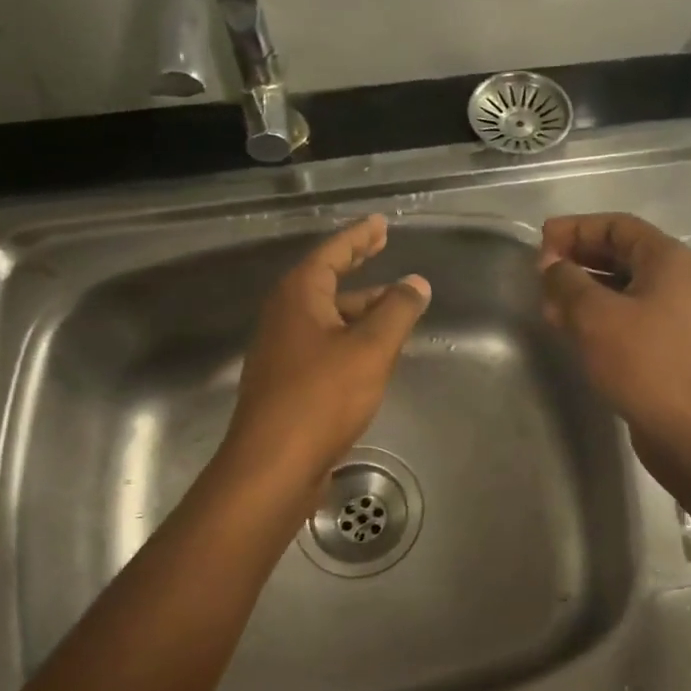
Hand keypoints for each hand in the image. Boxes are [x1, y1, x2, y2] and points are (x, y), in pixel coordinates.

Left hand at [224, 215, 430, 480]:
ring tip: (395, 308)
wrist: (274, 465)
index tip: (380, 224)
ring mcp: (283, 352)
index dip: (358, 237)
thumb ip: (397, 311)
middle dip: (358, 268)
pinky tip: (372, 353)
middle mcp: (285, 317)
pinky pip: (325, 346)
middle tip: (384, 251)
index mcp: (299, 297)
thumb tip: (416, 283)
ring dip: (359, 309)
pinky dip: (350, 339)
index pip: (332, 253)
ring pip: (328, 318)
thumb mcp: (370, 348)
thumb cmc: (322, 397)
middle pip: (326, 282)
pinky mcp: (288, 383)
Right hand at [539, 213, 690, 455]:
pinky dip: (596, 314)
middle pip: (619, 253)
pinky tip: (568, 328)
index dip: (576, 228)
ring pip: (620, 287)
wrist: (686, 428)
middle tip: (540, 273)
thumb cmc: (642, 363)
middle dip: (577, 258)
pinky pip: (625, 314)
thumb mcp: (595, 315)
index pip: (617, 225)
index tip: (541, 241)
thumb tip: (551, 266)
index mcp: (667, 259)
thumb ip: (567, 281)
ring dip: (582, 289)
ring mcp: (672, 313)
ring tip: (547, 303)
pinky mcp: (663, 344)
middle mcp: (675, 279)